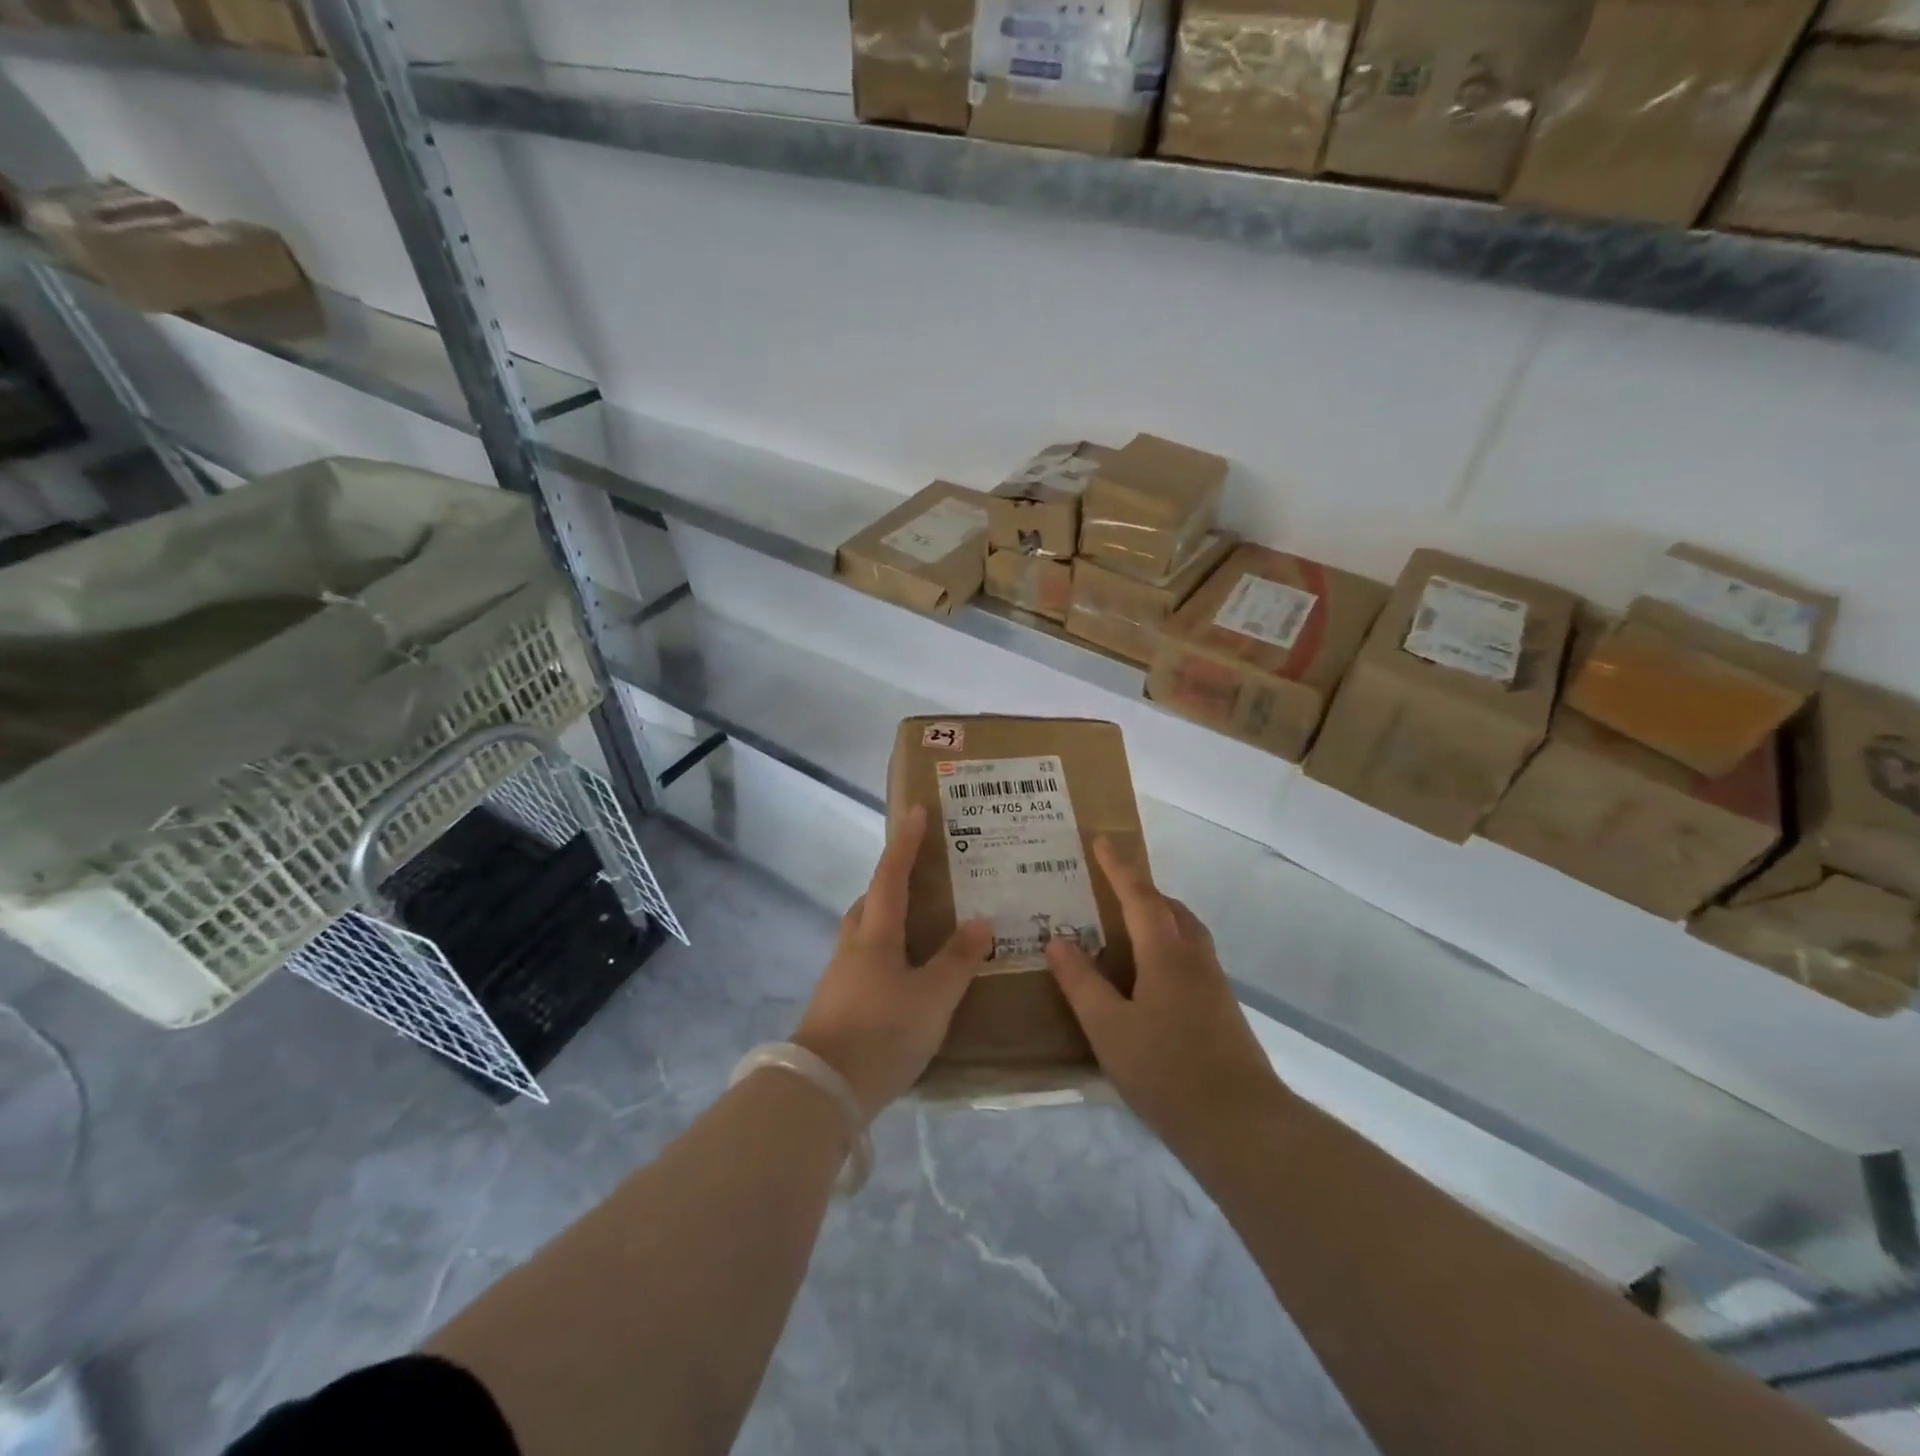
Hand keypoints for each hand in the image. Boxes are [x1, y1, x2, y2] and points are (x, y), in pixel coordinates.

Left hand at [791, 804, 992, 1120]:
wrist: (822, 1090)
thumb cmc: (882, 1032)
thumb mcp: (933, 997)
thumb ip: (957, 960)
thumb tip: (981, 921)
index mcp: (876, 934)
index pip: (891, 876)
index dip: (905, 842)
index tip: (915, 810)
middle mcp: (853, 947)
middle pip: (869, 902)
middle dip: (891, 882)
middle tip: (920, 877)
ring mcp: (840, 977)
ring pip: (864, 934)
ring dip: (886, 920)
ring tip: (919, 929)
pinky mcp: (837, 1005)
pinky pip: (864, 963)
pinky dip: (885, 955)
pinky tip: (904, 978)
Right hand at [1046, 839, 1287, 1160]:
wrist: (1241, 1125)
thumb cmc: (1167, 1071)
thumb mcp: (1109, 1028)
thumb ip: (1081, 982)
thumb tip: (1058, 940)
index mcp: (1166, 953)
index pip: (1139, 895)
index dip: (1118, 867)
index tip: (1102, 839)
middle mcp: (1194, 957)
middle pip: (1169, 908)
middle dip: (1140, 890)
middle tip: (1108, 888)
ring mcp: (1213, 983)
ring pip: (1184, 932)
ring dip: (1157, 917)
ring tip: (1124, 928)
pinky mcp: (1221, 1008)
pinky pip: (1190, 956)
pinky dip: (1166, 945)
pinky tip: (1147, 978)